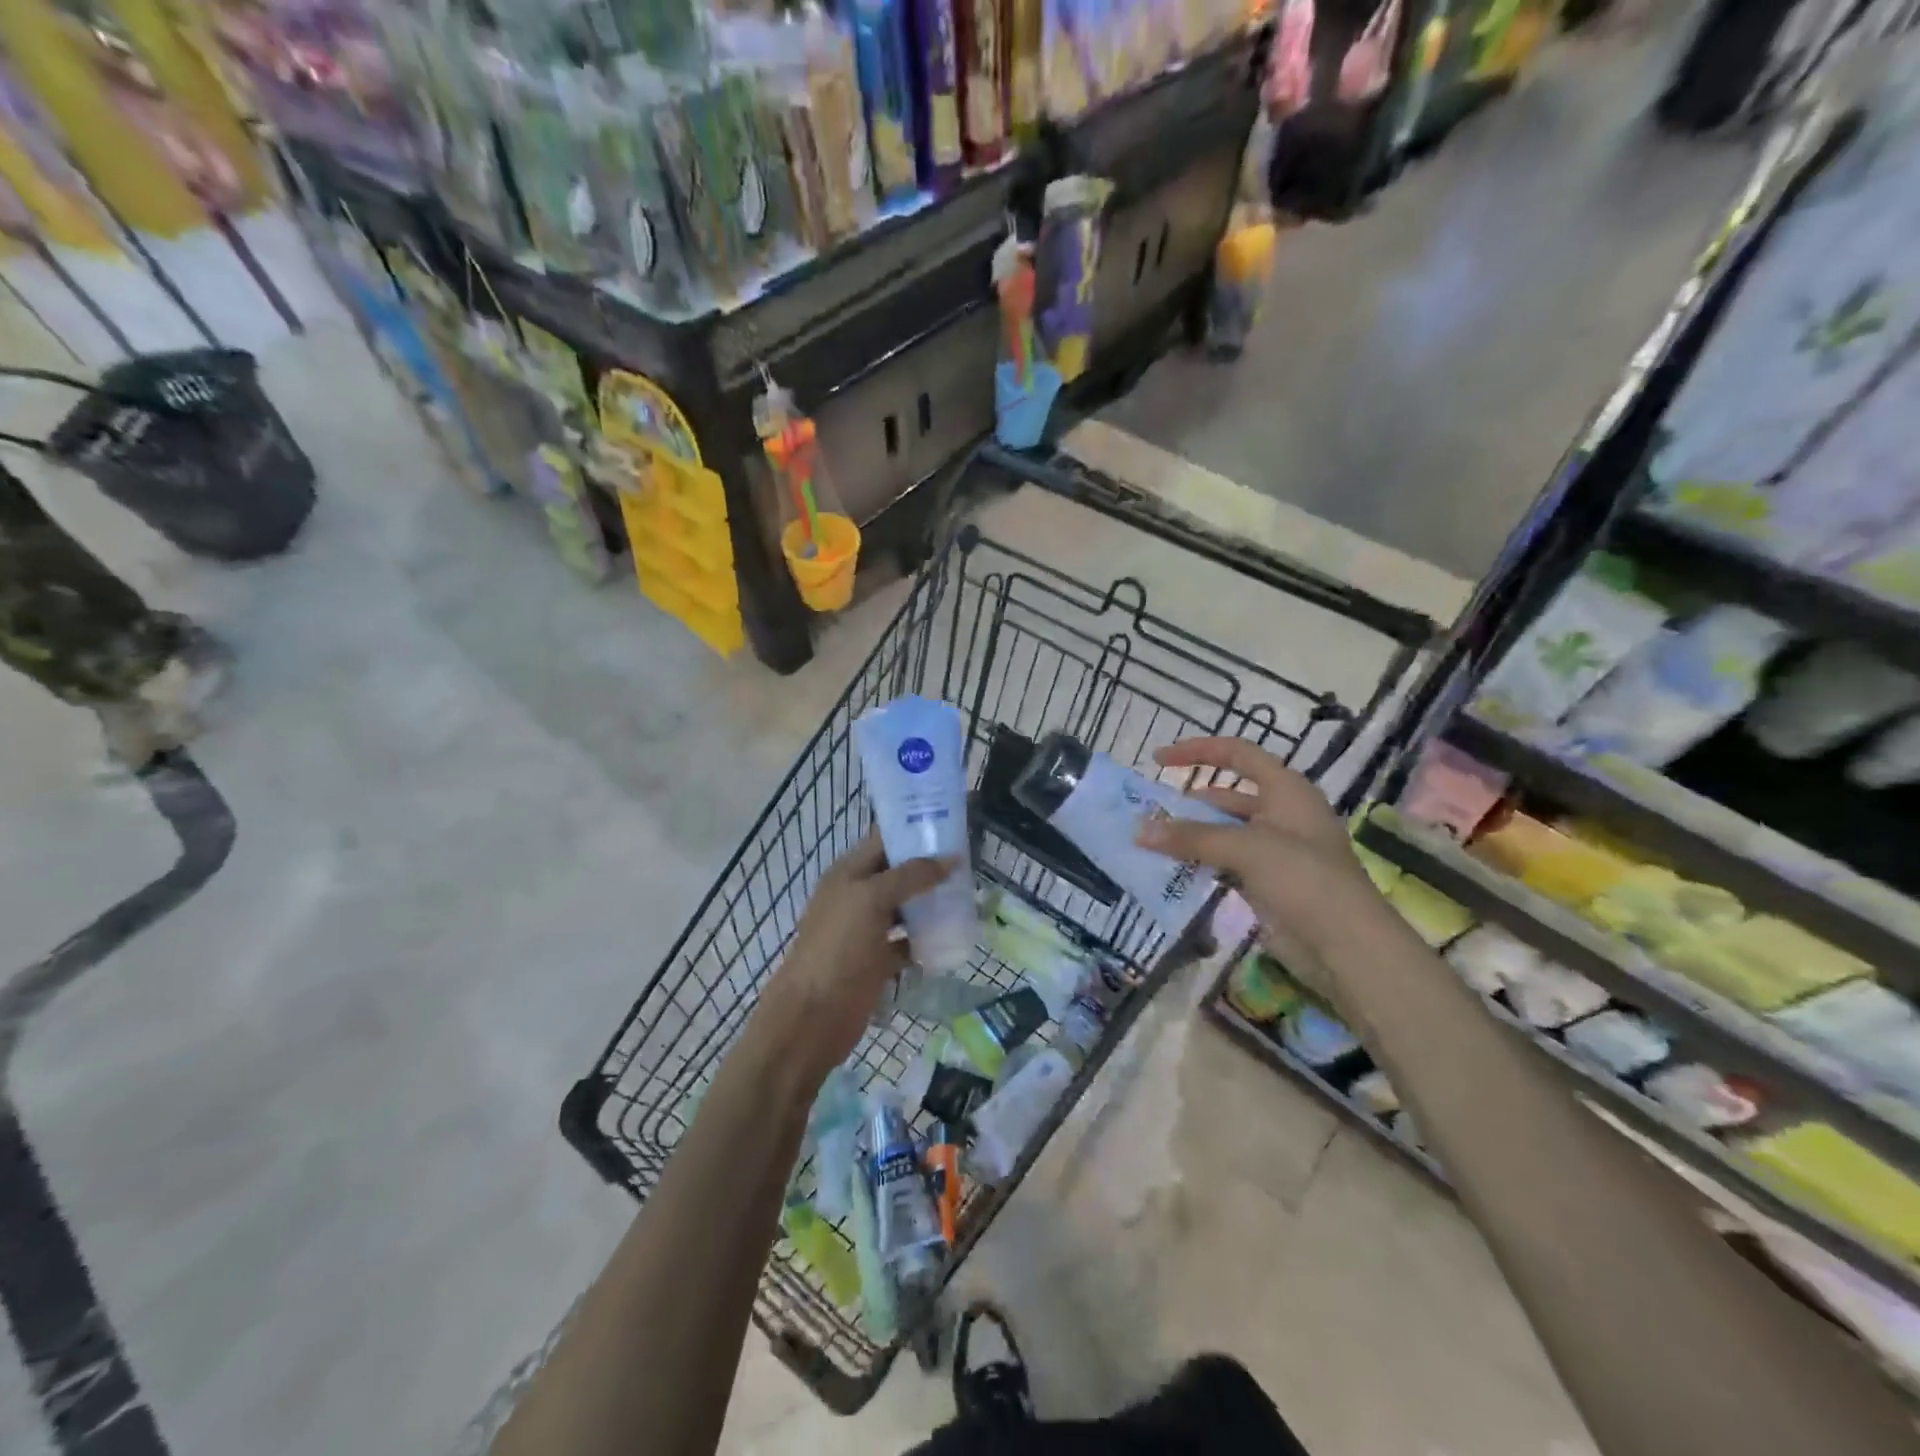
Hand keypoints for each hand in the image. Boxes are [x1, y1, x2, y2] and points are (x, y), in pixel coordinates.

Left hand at [752, 831, 949, 1088]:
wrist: (813, 1016)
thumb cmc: (838, 948)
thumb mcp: (872, 899)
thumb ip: (910, 875)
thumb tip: (951, 858)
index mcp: (848, 873)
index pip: (883, 839)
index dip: (913, 829)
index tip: (951, 824)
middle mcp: (857, 896)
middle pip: (898, 872)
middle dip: (930, 866)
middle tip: (970, 860)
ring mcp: (867, 930)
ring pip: (905, 907)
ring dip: (932, 901)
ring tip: (969, 892)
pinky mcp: (878, 961)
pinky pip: (908, 942)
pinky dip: (928, 939)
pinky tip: (954, 935)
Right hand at [1136, 737, 1379, 959]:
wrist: (1346, 946)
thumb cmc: (1303, 878)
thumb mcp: (1246, 848)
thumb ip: (1191, 837)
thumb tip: (1138, 830)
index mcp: (1286, 790)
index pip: (1238, 754)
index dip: (1199, 751)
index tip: (1159, 760)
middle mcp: (1281, 814)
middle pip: (1227, 797)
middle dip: (1188, 804)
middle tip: (1148, 814)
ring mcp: (1276, 851)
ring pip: (1224, 833)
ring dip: (1191, 837)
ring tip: (1151, 843)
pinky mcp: (1268, 883)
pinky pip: (1226, 864)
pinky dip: (1201, 864)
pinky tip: (1173, 871)